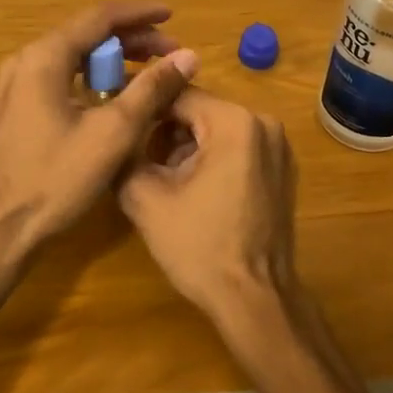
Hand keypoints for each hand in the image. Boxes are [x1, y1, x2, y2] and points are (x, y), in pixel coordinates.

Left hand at [0, 2, 199, 261]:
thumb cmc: (55, 181)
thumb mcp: (112, 134)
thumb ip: (151, 89)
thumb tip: (188, 57)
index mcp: (44, 58)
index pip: (99, 17)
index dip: (140, 14)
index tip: (172, 15)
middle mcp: (24, 60)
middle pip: (85, 33)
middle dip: (130, 38)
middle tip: (169, 53)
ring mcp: (14, 84)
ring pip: (72, 55)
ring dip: (112, 58)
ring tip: (149, 70)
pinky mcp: (14, 106)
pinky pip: (59, 76)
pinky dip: (90, 76)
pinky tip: (113, 94)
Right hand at [118, 88, 296, 323]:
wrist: (254, 299)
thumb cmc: (199, 247)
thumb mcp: (145, 198)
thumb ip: (123, 154)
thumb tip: (111, 133)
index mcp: (234, 122)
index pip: (177, 94)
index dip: (142, 105)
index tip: (115, 116)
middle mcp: (263, 123)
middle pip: (198, 111)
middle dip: (164, 132)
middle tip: (137, 161)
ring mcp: (278, 147)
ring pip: (215, 129)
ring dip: (185, 147)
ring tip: (162, 182)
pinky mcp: (281, 169)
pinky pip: (236, 148)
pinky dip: (210, 159)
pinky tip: (192, 191)